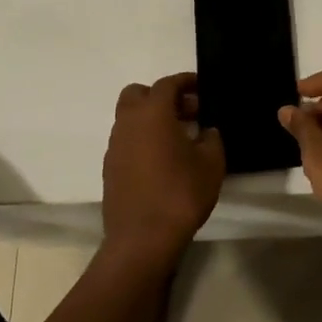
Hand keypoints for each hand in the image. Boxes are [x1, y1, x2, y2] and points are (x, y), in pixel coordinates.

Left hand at [101, 73, 224, 267]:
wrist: (142, 239)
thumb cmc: (180, 194)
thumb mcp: (211, 163)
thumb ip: (212, 139)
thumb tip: (206, 131)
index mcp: (152, 113)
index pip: (167, 84)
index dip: (186, 82)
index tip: (201, 87)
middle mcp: (128, 123)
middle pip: (138, 94)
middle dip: (161, 96)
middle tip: (186, 112)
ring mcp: (115, 146)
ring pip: (129, 118)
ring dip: (150, 119)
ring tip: (178, 138)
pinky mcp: (110, 168)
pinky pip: (126, 141)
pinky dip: (142, 140)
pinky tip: (162, 161)